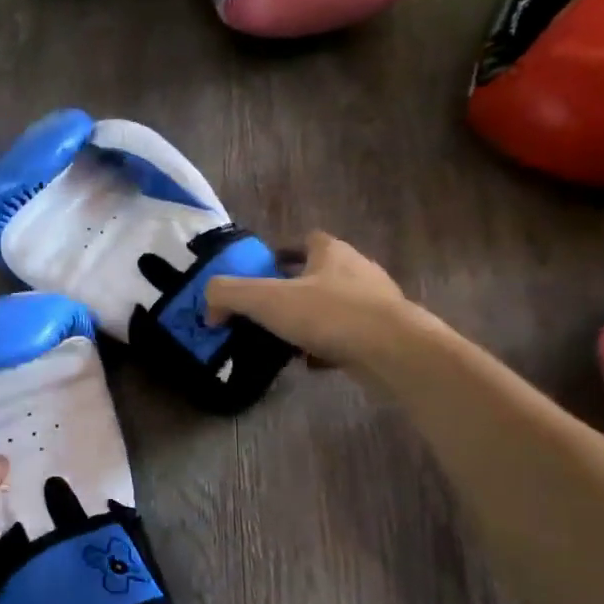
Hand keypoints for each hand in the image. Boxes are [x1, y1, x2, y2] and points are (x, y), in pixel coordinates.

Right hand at [206, 230, 424, 370]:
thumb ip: (229, 294)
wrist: (394, 351)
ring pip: (334, 306)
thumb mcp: (266, 299)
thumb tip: (210, 307)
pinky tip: (310, 363)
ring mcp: (375, 303)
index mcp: (331, 252)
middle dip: (294, 289)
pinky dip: (327, 346)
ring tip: (284, 339)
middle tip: (267, 309)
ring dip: (311, 319)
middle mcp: (357, 270)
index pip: (306, 240)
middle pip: (320, 273)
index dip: (283, 252)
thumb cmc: (330, 314)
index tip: (263, 271)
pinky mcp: (385, 334)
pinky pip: (348, 336)